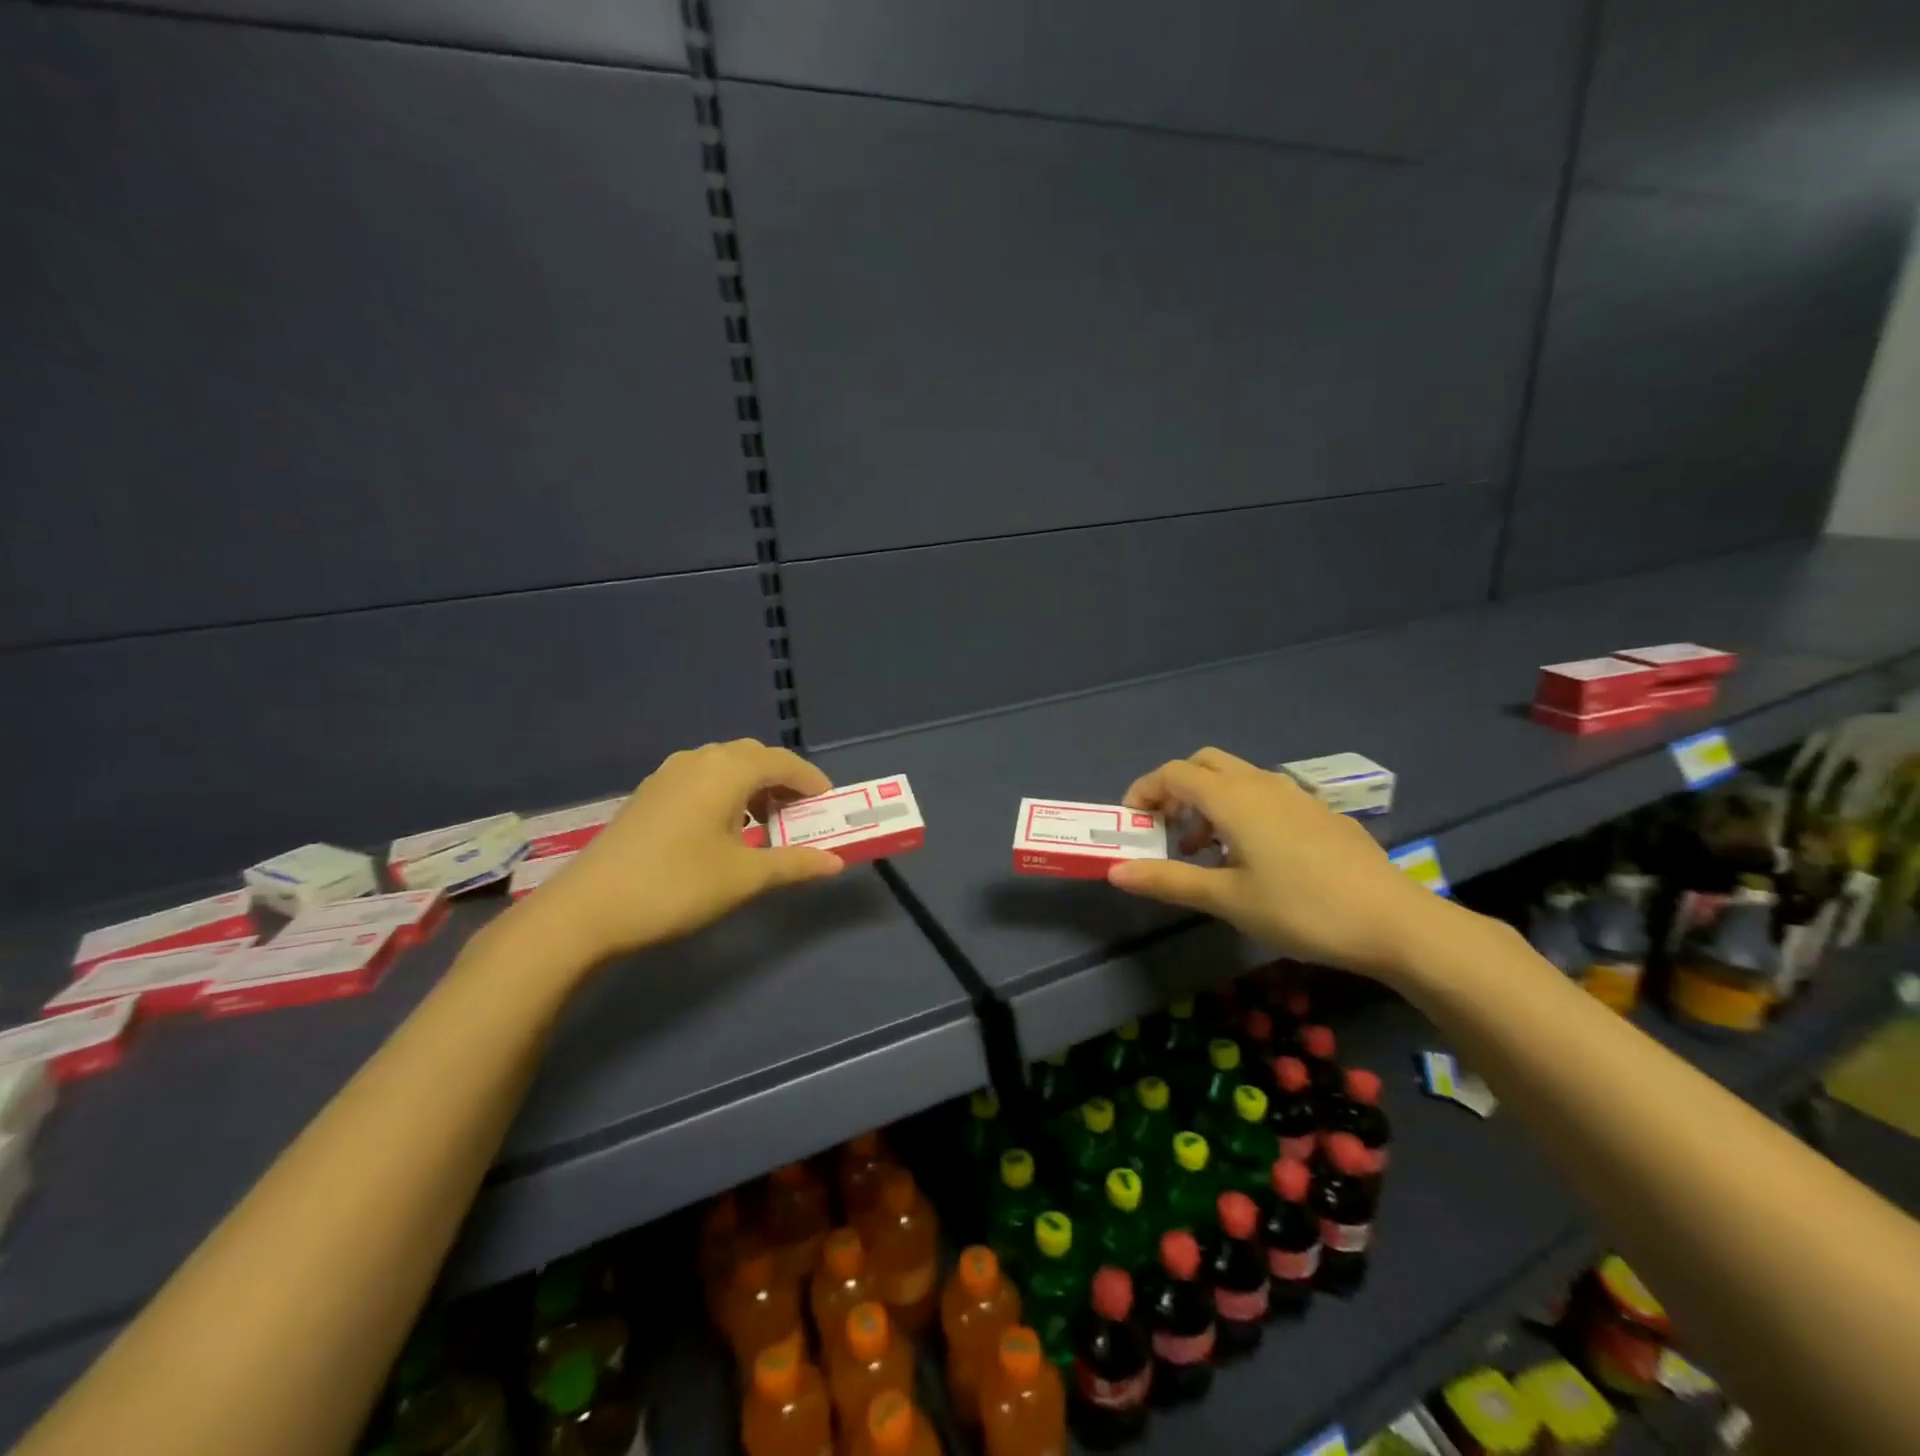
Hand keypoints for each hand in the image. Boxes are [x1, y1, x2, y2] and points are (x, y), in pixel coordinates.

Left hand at [519, 740, 843, 965]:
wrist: (588, 909)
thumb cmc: (677, 885)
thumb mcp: (744, 877)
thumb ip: (794, 864)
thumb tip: (835, 863)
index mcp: (727, 771)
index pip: (783, 762)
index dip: (811, 780)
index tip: (830, 804)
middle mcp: (698, 761)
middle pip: (753, 757)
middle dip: (783, 780)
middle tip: (800, 813)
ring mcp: (668, 775)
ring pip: (724, 765)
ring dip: (752, 785)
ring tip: (765, 822)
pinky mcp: (649, 794)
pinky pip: (701, 778)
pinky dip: (725, 792)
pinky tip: (724, 828)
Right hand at [1106, 747, 1449, 980]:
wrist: (1393, 922)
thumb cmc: (1300, 908)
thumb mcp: (1226, 899)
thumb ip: (1168, 880)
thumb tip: (1115, 871)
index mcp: (1233, 798)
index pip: (1173, 773)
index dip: (1144, 791)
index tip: (1132, 824)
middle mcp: (1261, 784)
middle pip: (1204, 764)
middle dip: (1176, 789)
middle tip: (1166, 831)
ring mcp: (1295, 795)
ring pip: (1236, 779)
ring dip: (1208, 803)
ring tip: (1204, 853)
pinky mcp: (1318, 813)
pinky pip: (1265, 796)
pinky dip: (1240, 812)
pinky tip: (1253, 858)